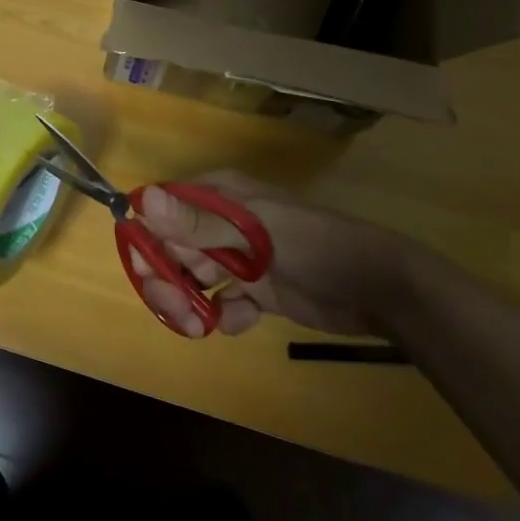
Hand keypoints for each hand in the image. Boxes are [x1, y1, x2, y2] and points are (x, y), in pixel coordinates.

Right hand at [130, 171, 434, 337]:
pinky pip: (222, 303)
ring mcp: (238, 257)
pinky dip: (225, 315)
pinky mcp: (256, 290)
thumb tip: (140, 201)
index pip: (162, 210)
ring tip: (201, 325)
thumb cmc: (314, 245)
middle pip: (170, 249)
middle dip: (166, 280)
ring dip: (188, 303)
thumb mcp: (254, 233)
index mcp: (218, 195)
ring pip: (191, 279)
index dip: (148, 240)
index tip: (150, 271)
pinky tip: (244, 319)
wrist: (378, 288)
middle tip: (178, 310)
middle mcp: (221, 223)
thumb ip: (197, 222)